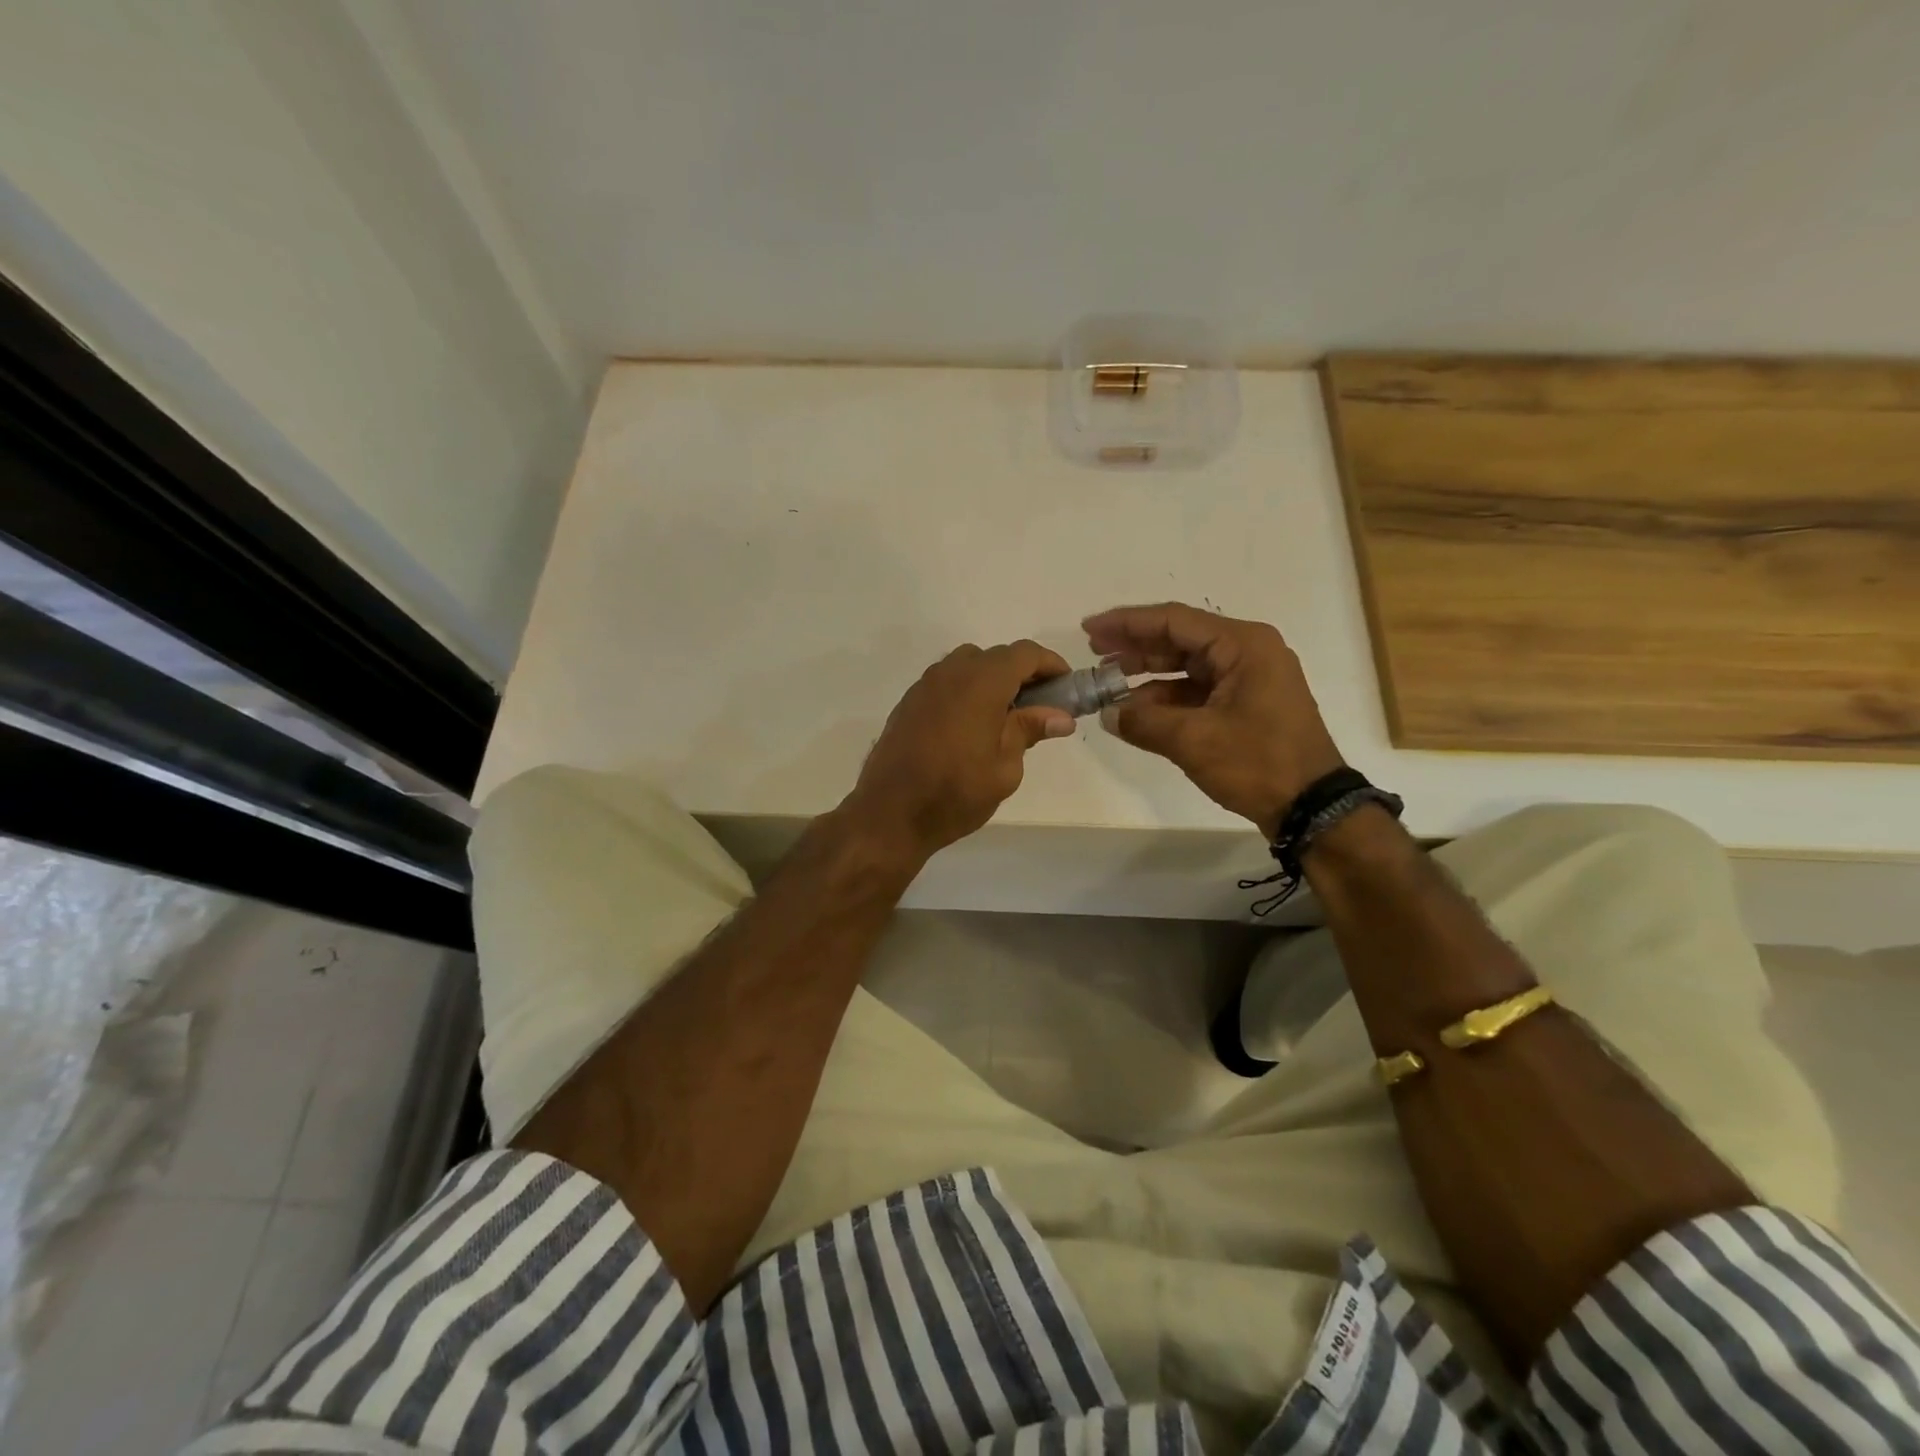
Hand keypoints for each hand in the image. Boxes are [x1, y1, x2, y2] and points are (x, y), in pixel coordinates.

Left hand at [844, 641, 1076, 863]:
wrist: (889, 813)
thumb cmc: (955, 793)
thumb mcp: (1005, 768)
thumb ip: (1029, 731)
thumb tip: (1060, 716)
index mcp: (981, 682)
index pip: (1025, 654)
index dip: (1051, 665)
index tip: (1066, 686)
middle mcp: (951, 672)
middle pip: (996, 656)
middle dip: (1023, 674)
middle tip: (1040, 706)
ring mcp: (925, 685)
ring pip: (968, 665)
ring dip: (992, 680)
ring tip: (1005, 716)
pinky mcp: (909, 702)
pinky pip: (946, 682)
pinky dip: (967, 691)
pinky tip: (971, 725)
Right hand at [1084, 603, 1345, 838]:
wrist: (1312, 807)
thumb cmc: (1258, 762)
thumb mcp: (1194, 740)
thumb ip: (1143, 722)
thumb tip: (1108, 714)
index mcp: (1242, 645)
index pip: (1174, 621)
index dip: (1127, 623)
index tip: (1089, 629)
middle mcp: (1247, 653)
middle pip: (1179, 640)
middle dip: (1135, 647)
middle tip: (1094, 653)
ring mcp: (1247, 680)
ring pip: (1186, 667)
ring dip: (1147, 676)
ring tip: (1107, 684)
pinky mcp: (1245, 705)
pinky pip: (1197, 692)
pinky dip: (1166, 700)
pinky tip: (1135, 711)